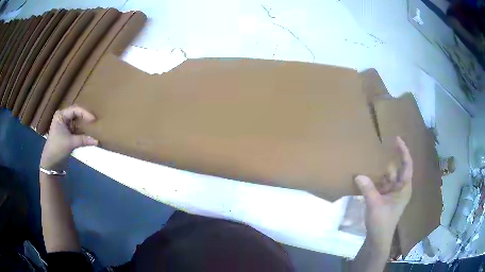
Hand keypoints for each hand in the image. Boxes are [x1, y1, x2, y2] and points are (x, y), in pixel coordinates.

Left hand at [40, 105, 98, 169]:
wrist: (51, 163)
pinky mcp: (66, 134)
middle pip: (76, 115)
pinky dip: (82, 133)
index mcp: (61, 116)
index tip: (94, 120)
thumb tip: (97, 141)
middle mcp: (62, 118)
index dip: (85, 113)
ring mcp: (64, 126)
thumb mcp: (71, 143)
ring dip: (84, 126)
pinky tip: (88, 136)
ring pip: (77, 122)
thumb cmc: (57, 149)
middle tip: (95, 122)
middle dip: (85, 118)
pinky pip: (76, 130)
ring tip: (93, 127)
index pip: (75, 110)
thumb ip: (84, 140)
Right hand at [354, 136, 412, 250]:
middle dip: (390, 159)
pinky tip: (368, 175)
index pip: (407, 165)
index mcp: (404, 188)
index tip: (397, 139)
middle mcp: (400, 188)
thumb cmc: (381, 222)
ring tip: (372, 159)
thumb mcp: (374, 205)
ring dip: (381, 170)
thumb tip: (358, 174)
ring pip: (388, 176)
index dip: (403, 151)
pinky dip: (376, 179)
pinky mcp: (385, 198)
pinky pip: (382, 184)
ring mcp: (393, 193)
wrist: (377, 239)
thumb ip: (367, 189)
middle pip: (397, 169)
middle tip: (381, 147)